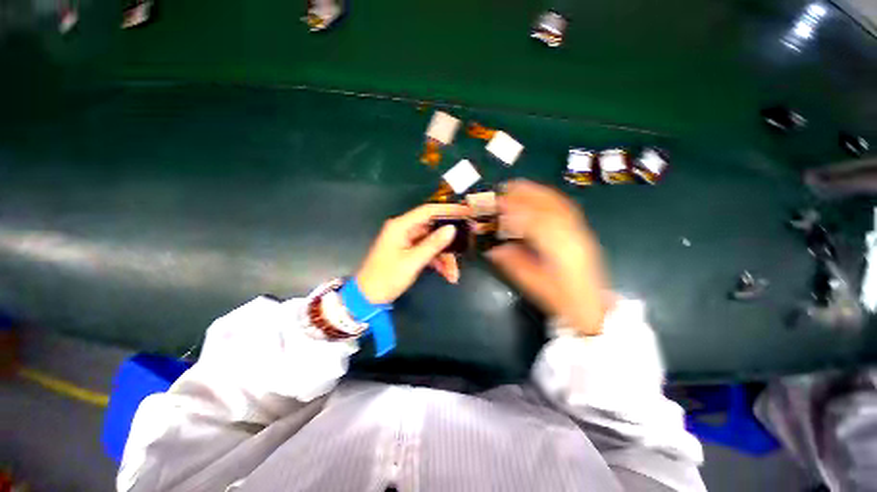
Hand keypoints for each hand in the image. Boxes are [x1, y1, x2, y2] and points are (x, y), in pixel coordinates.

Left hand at [356, 204, 471, 303]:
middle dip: (450, 241)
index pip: (429, 211)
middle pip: (433, 229)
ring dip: (445, 257)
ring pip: (433, 243)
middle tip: (467, 245)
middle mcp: (405, 230)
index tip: (467, 212)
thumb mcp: (413, 261)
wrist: (369, 297)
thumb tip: (452, 228)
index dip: (449, 210)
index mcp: (401, 226)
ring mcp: (407, 241)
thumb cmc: (387, 277)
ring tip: (453, 274)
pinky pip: (428, 252)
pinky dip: (438, 262)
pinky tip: (447, 274)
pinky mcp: (409, 252)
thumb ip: (433, 244)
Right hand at [487, 180, 609, 334]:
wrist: (592, 307)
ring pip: (558, 203)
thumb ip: (513, 264)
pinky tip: (538, 195)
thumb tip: (493, 249)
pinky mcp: (582, 231)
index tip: (496, 204)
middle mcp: (573, 235)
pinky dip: (549, 197)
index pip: (535, 222)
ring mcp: (581, 231)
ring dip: (536, 191)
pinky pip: (565, 207)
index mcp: (561, 251)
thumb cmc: (562, 300)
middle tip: (504, 187)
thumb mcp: (534, 285)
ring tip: (518, 186)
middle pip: (549, 206)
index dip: (514, 210)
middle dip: (525, 193)